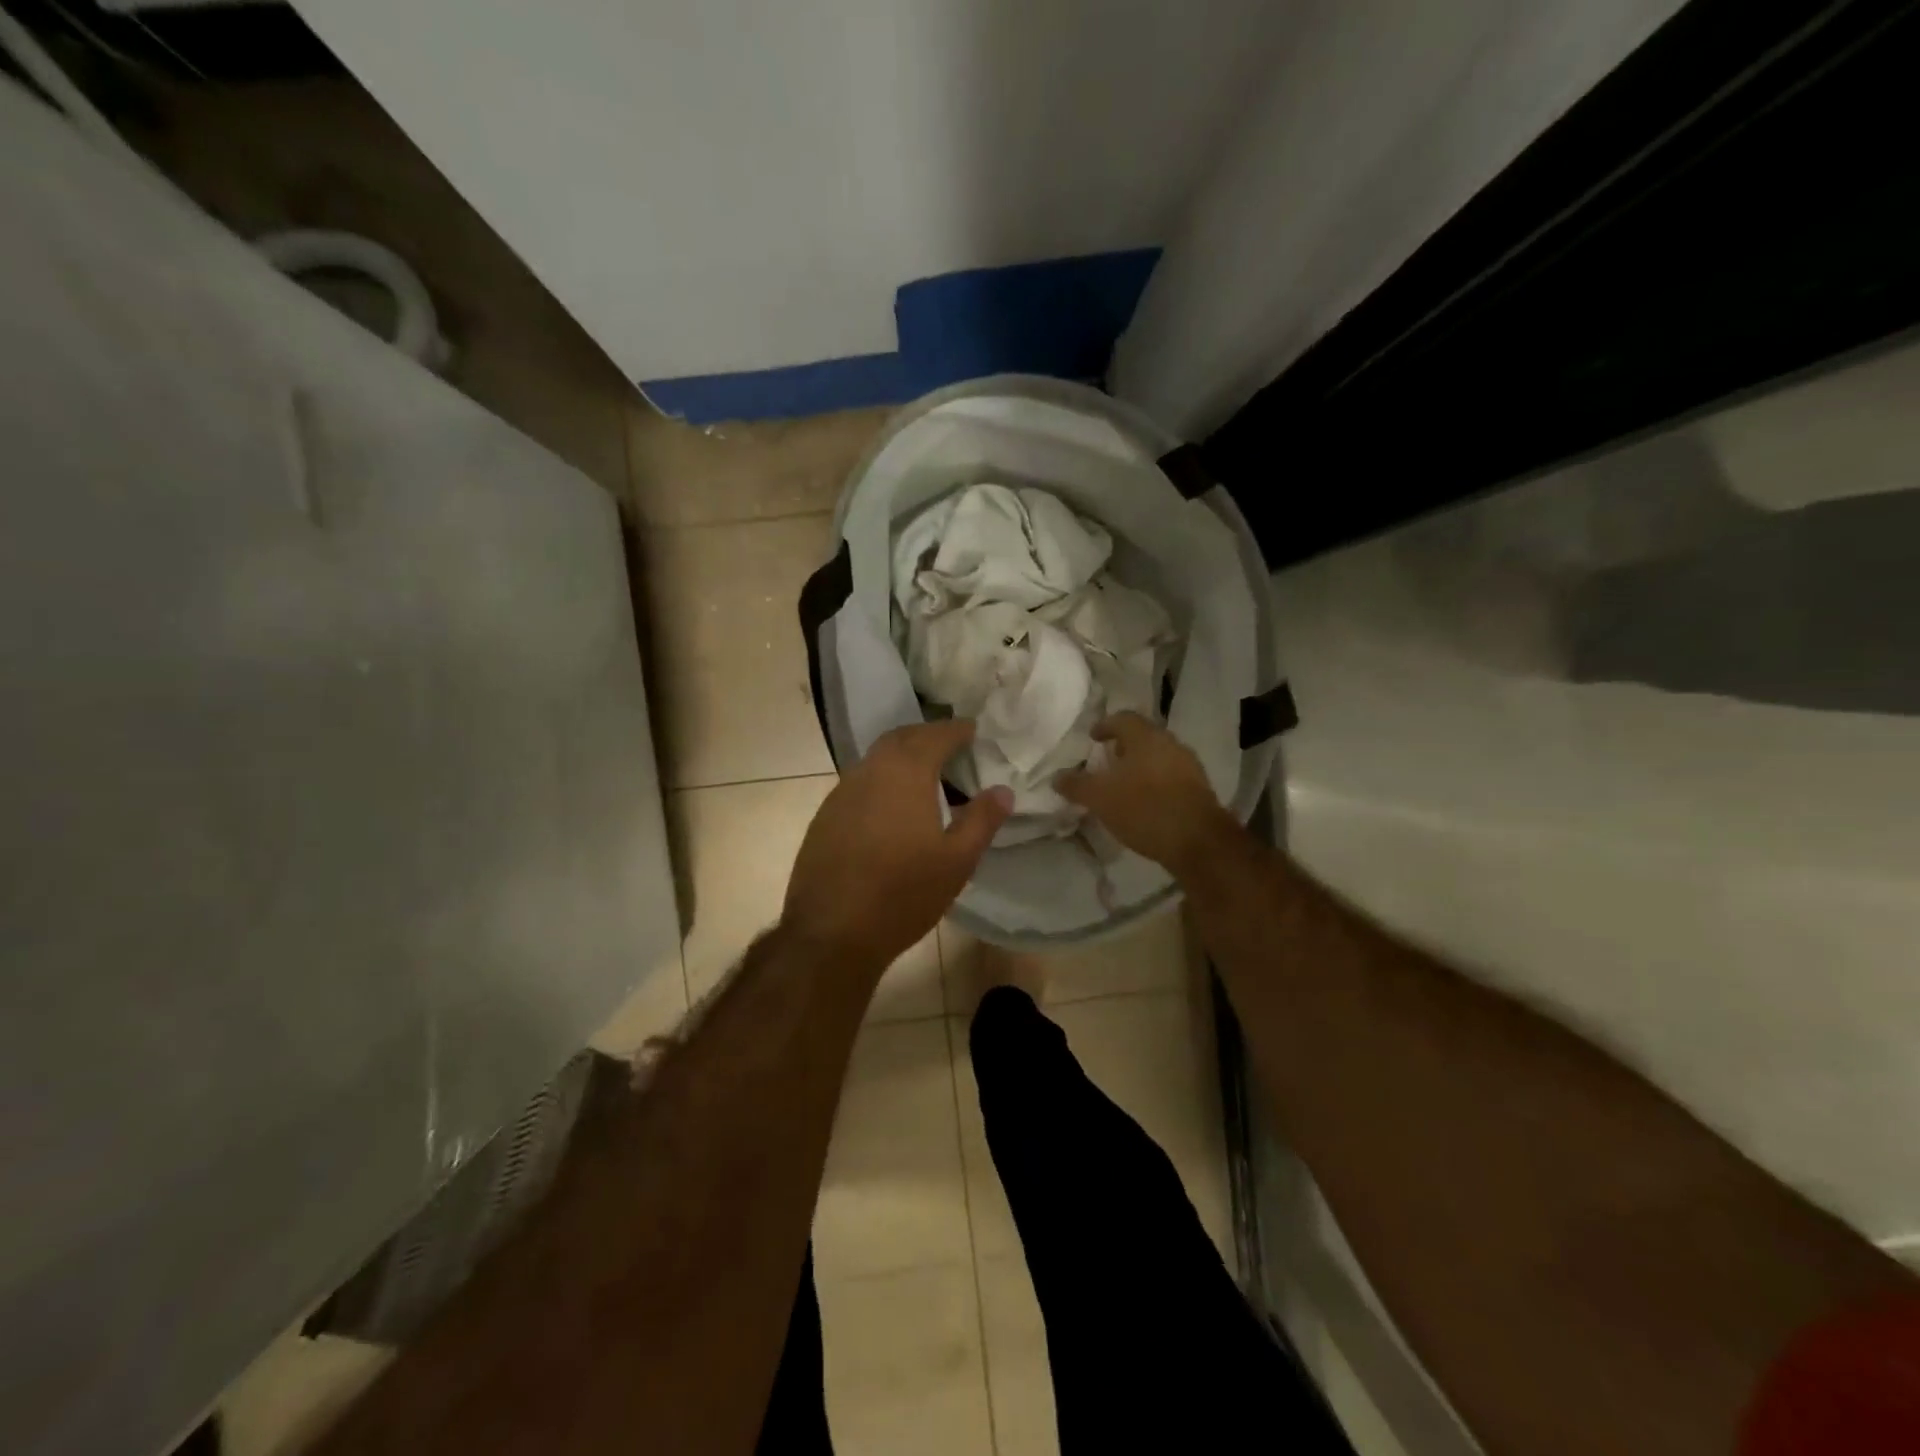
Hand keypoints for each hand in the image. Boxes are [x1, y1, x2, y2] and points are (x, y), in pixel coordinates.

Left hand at [782, 719, 1012, 970]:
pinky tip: (891, 808)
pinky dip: (881, 780)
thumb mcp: (956, 861)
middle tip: (950, 745)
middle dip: (927, 736)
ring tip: (925, 775)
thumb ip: (982, 820)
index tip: (973, 729)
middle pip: (901, 739)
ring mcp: (841, 792)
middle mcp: (870, 771)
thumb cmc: (903, 894)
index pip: (935, 735)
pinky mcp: (824, 816)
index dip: (956, 730)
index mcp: (905, 773)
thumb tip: (1003, 790)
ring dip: (901, 757)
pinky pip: (859, 783)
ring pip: (876, 759)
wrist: (831, 932)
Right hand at [1056, 712, 1239, 876]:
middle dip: (1124, 746)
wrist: (1198, 841)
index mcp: (1145, 737)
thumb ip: (1076, 785)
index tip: (1093, 737)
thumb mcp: (1100, 798)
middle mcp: (1170, 743)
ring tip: (1124, 783)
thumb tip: (1057, 776)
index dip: (1105, 725)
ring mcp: (1189, 766)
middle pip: (1143, 736)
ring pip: (1159, 756)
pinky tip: (1145, 802)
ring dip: (1141, 765)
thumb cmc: (1144, 808)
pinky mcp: (1199, 789)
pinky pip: (1171, 776)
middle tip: (1107, 759)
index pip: (1123, 719)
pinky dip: (1155, 782)